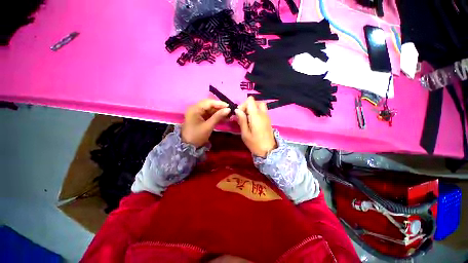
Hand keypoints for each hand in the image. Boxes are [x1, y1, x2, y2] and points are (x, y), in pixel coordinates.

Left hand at [182, 99, 230, 147]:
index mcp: (195, 108)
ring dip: (219, 112)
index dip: (219, 103)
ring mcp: (198, 113)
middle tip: (230, 111)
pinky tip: (224, 118)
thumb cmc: (197, 135)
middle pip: (210, 105)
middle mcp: (196, 108)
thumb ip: (218, 116)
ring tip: (229, 115)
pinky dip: (217, 116)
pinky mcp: (201, 117)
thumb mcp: (208, 126)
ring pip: (211, 110)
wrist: (188, 146)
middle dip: (220, 108)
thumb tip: (228, 109)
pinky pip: (210, 114)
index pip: (209, 102)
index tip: (229, 106)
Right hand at [235, 97, 276, 157]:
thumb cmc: (255, 143)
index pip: (250, 100)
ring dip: (252, 109)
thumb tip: (237, 110)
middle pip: (255, 101)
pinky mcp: (268, 120)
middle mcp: (263, 113)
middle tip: (243, 116)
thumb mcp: (245, 133)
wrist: (269, 151)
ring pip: (259, 105)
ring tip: (247, 119)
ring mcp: (267, 116)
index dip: (243, 105)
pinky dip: (256, 112)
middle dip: (248, 106)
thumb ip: (242, 120)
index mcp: (256, 115)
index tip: (239, 114)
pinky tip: (252, 122)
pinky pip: (262, 111)